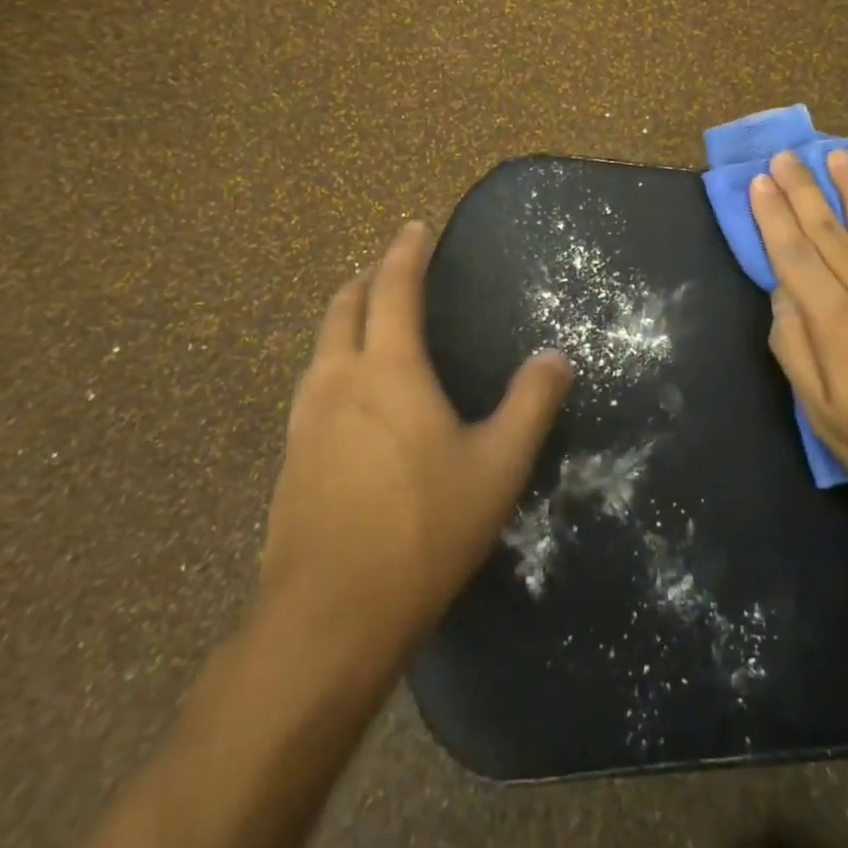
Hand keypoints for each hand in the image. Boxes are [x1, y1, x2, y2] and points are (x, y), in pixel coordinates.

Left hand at [261, 222, 572, 646]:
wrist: (328, 619)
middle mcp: (339, 380)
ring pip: (320, 345)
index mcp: (388, 369)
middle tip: (387, 266)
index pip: (393, 288)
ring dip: (344, 317)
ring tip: (366, 317)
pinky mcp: (291, 458)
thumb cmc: (423, 530)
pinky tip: (348, 394)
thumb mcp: (498, 466)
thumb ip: (531, 404)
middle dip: (366, 277)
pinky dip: (332, 361)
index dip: (405, 252)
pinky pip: (311, 385)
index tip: (414, 227)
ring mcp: (305, 420)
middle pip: (344, 306)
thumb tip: (556, 357)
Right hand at [750, 150, 847, 559]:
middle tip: (784, 156)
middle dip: (803, 190)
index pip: (795, 256)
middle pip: (830, 231)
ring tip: (836, 155)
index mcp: (839, 325)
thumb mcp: (827, 419)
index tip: (759, 182)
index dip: (773, 217)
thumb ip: (797, 351)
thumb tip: (781, 296)